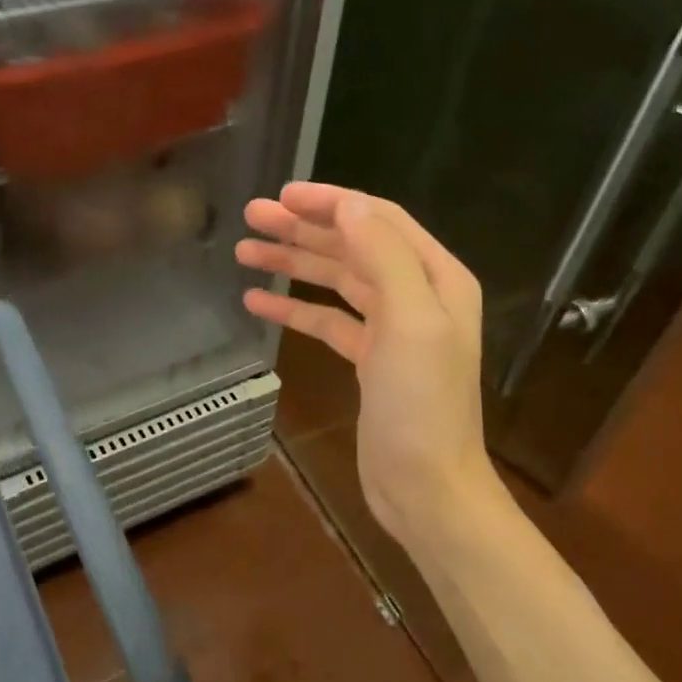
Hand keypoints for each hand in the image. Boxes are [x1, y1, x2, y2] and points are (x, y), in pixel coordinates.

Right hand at [237, 184, 500, 554]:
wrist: (426, 487)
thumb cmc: (422, 404)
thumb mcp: (410, 320)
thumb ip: (383, 255)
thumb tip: (347, 205)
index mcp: (436, 276)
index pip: (378, 219)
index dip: (330, 202)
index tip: (282, 194)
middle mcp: (416, 294)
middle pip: (353, 246)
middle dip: (303, 229)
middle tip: (252, 216)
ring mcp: (392, 328)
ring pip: (336, 281)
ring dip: (293, 264)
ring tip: (245, 251)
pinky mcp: (369, 360)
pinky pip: (327, 321)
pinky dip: (294, 309)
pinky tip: (258, 302)